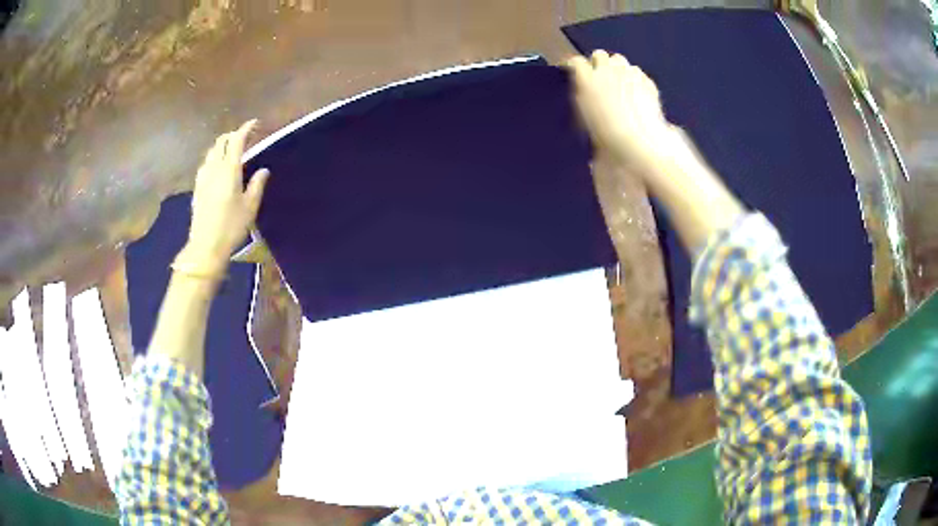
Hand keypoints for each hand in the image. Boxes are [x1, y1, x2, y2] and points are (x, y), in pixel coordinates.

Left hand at [178, 120, 270, 275]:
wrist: (205, 246)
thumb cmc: (231, 227)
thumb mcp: (250, 207)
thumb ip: (257, 185)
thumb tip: (263, 170)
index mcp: (229, 170)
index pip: (237, 140)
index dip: (246, 129)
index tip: (255, 124)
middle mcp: (214, 168)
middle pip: (221, 142)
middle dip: (233, 135)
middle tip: (245, 137)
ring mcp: (203, 177)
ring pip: (212, 151)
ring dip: (223, 146)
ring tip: (232, 151)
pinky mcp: (197, 187)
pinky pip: (206, 163)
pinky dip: (214, 158)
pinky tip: (219, 167)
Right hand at [565, 50, 674, 174]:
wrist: (638, 140)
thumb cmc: (606, 135)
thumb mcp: (586, 117)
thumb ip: (584, 96)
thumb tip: (585, 90)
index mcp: (587, 80)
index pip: (576, 62)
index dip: (575, 66)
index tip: (574, 72)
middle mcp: (607, 71)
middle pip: (600, 54)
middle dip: (599, 62)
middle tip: (600, 77)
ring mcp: (629, 74)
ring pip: (620, 60)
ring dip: (617, 68)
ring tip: (619, 82)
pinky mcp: (646, 81)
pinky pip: (638, 73)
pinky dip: (635, 78)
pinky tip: (636, 91)